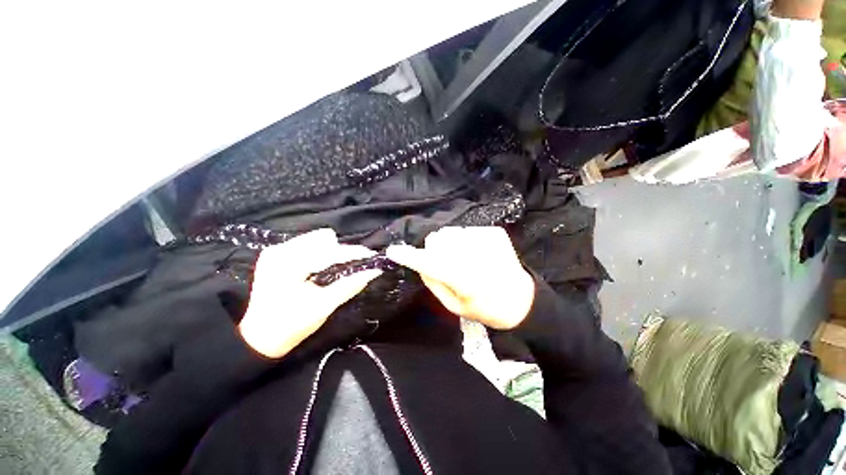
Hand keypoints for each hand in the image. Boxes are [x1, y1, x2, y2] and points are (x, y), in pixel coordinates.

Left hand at [238, 229, 381, 357]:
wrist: (260, 337)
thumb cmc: (291, 325)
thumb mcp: (324, 307)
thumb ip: (349, 286)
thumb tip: (373, 271)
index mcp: (288, 265)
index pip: (329, 251)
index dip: (353, 252)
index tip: (371, 255)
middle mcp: (280, 251)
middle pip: (323, 239)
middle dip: (341, 252)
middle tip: (352, 267)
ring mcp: (276, 250)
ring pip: (316, 239)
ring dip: (331, 252)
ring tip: (336, 269)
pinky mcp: (276, 254)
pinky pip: (307, 244)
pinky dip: (320, 253)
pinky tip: (321, 268)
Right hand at [386, 227, 534, 329]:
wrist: (520, 299)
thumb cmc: (484, 308)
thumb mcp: (453, 306)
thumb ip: (433, 282)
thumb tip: (420, 262)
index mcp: (465, 279)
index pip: (429, 262)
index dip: (409, 256)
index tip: (394, 251)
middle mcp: (475, 255)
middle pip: (437, 238)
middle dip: (435, 249)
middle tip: (445, 263)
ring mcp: (486, 239)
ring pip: (450, 232)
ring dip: (450, 244)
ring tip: (464, 259)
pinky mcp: (494, 232)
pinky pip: (466, 230)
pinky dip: (466, 241)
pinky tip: (477, 254)